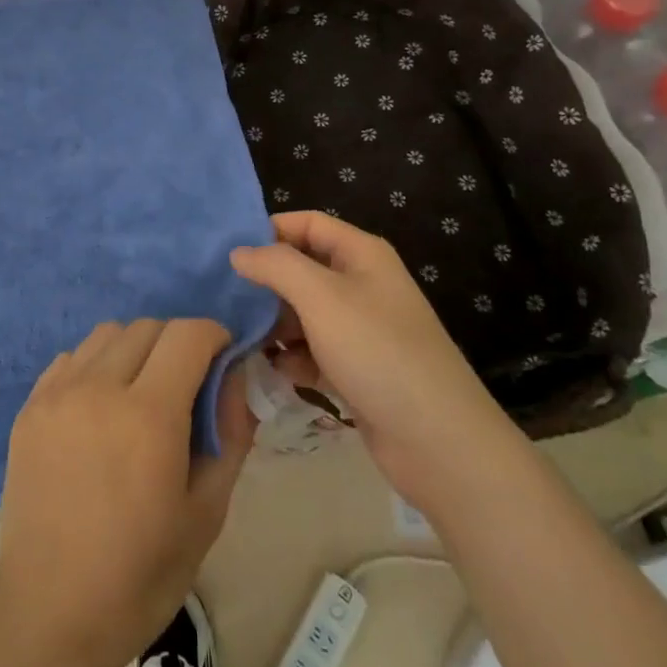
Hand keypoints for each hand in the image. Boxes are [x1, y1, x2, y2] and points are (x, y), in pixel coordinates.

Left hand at [0, 319, 255, 666]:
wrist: (50, 612)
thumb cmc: (139, 575)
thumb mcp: (206, 514)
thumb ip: (230, 435)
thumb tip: (235, 377)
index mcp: (149, 415)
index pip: (188, 334)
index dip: (214, 336)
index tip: (223, 358)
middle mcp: (99, 387)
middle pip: (148, 327)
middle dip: (177, 343)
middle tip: (186, 383)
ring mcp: (58, 392)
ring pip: (107, 334)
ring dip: (135, 349)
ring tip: (140, 393)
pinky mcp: (30, 405)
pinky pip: (72, 358)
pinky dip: (95, 366)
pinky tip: (99, 410)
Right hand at [231, 211, 518, 505]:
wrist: (439, 443)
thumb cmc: (377, 351)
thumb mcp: (320, 296)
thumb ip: (275, 265)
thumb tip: (238, 252)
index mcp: (361, 254)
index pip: (307, 223)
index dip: (269, 230)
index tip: (229, 252)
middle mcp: (362, 284)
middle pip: (302, 267)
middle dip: (267, 282)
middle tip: (227, 297)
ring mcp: (361, 328)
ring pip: (304, 311)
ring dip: (275, 323)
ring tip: (244, 337)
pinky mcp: (357, 368)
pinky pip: (314, 349)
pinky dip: (294, 357)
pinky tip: (278, 371)